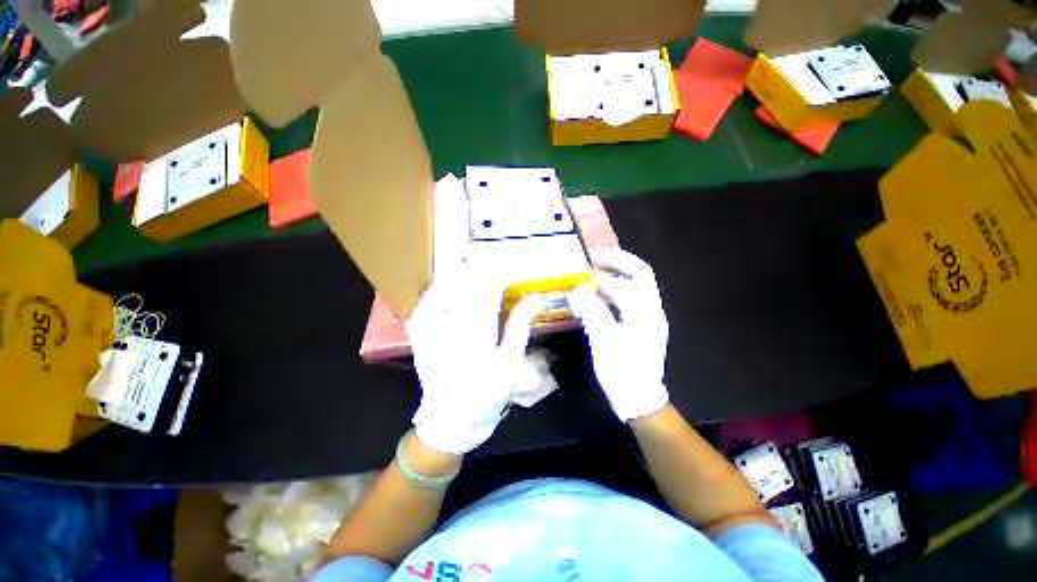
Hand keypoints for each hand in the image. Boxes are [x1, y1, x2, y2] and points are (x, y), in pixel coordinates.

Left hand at [406, 263, 542, 454]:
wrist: (453, 420)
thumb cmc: (488, 393)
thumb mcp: (511, 364)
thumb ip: (519, 329)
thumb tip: (533, 299)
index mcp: (480, 343)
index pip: (487, 300)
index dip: (495, 278)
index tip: (502, 264)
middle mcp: (453, 337)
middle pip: (461, 294)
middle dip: (472, 271)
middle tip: (480, 254)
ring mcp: (432, 338)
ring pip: (439, 299)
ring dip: (451, 278)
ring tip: (461, 262)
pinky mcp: (419, 342)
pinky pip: (421, 312)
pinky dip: (430, 295)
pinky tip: (440, 285)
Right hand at [568, 249, 668, 421]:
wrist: (637, 400)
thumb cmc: (622, 371)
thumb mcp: (604, 340)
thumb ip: (592, 311)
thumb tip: (578, 289)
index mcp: (646, 311)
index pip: (634, 275)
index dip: (613, 263)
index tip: (590, 259)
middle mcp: (651, 310)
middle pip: (638, 277)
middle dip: (616, 265)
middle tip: (592, 263)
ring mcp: (646, 319)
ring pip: (631, 289)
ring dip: (611, 280)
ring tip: (589, 278)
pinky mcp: (638, 327)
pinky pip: (624, 303)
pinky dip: (609, 295)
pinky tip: (593, 299)